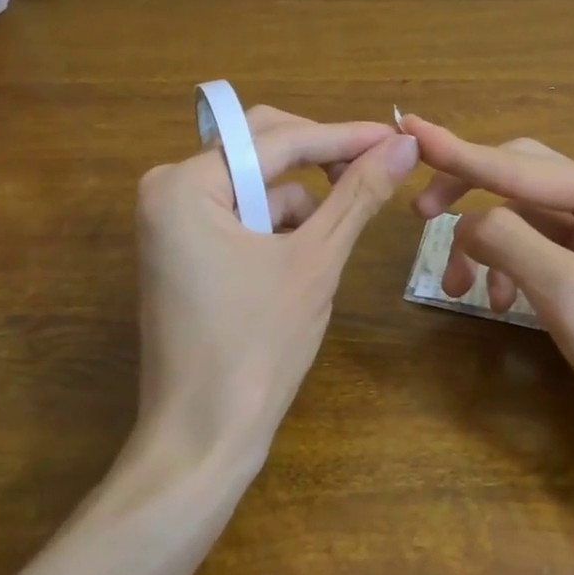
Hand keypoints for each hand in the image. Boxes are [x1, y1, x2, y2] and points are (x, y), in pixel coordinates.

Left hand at [136, 106, 419, 465]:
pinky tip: (301, 262)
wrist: (204, 439)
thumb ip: (358, 193)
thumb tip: (404, 143)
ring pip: (259, 184)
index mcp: (184, 184)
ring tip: (330, 243)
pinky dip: (282, 227)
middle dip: (322, 160)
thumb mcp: (316, 260)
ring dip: (303, 203)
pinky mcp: (186, 248)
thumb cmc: (257, 347)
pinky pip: (245, 214)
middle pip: (263, 149)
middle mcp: (168, 189)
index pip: (278, 140)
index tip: (398, 136)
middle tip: (379, 167)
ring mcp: (173, 220)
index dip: (344, 137)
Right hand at [402, 115, 573, 433]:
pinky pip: (546, 250)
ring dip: (491, 245)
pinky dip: (515, 269)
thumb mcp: (573, 296)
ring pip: (531, 220)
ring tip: (462, 291)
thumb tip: (465, 221)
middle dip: (473, 200)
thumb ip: (511, 244)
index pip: (522, 166)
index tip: (410, 127)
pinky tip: (500, 303)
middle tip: (419, 218)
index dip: (459, 153)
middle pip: (525, 181)